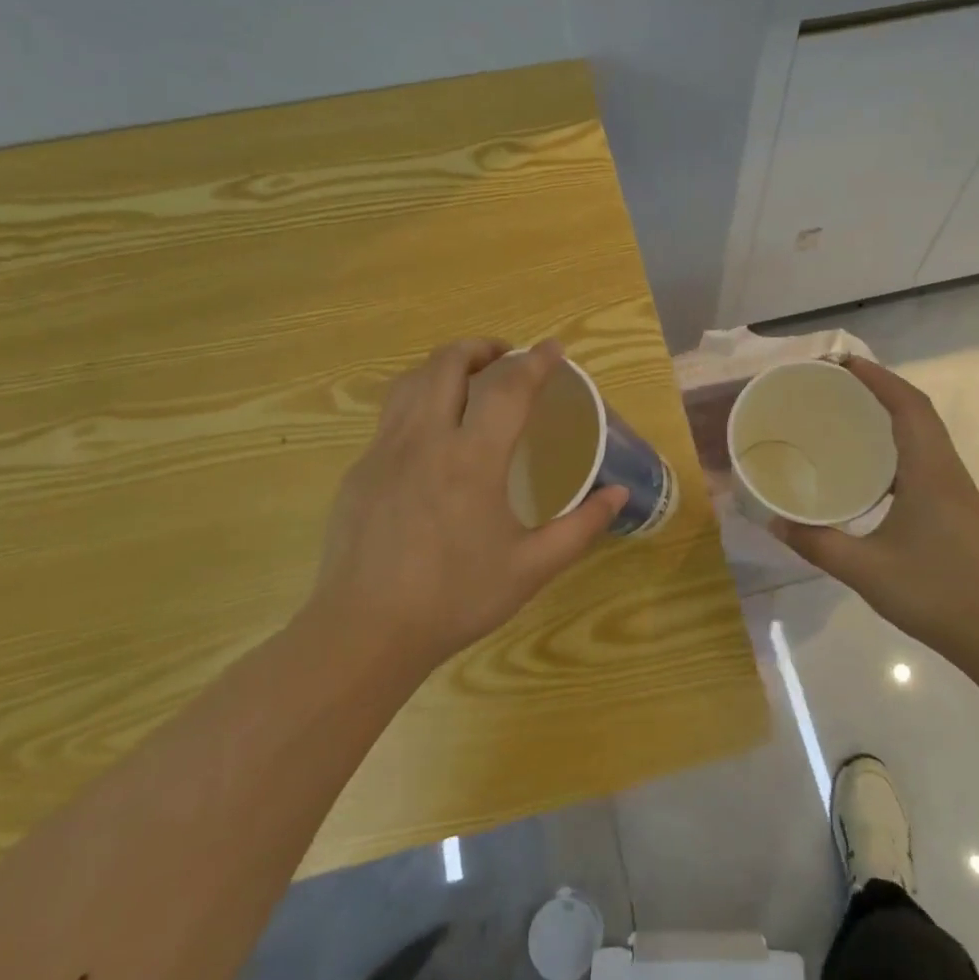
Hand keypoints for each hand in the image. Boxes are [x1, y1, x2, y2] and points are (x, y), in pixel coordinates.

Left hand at [309, 338, 628, 676]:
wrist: (365, 632)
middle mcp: (425, 439)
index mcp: (472, 459)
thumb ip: (580, 527)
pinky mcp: (360, 469)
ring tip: (469, 379)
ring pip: (412, 380)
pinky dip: (419, 399)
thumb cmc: (455, 599)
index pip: (508, 388)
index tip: (554, 349)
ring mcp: (385, 450)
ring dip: (445, 365)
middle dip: (482, 348)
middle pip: (448, 363)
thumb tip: (618, 495)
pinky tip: (432, 432)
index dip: (536, 362)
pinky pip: (391, 414)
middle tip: (507, 358)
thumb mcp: (530, 568)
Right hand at [769, 358, 978, 656]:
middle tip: (836, 383)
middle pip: (917, 410)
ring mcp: (956, 489)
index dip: (876, 377)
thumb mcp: (866, 571)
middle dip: (879, 388)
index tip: (841, 362)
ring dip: (891, 414)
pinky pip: (925, 457)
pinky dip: (898, 444)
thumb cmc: (937, 594)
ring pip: (924, 433)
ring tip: (849, 414)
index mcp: (929, 471)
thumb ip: (817, 544)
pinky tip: (870, 468)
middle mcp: (946, 469)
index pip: (906, 404)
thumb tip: (774, 522)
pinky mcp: (957, 508)